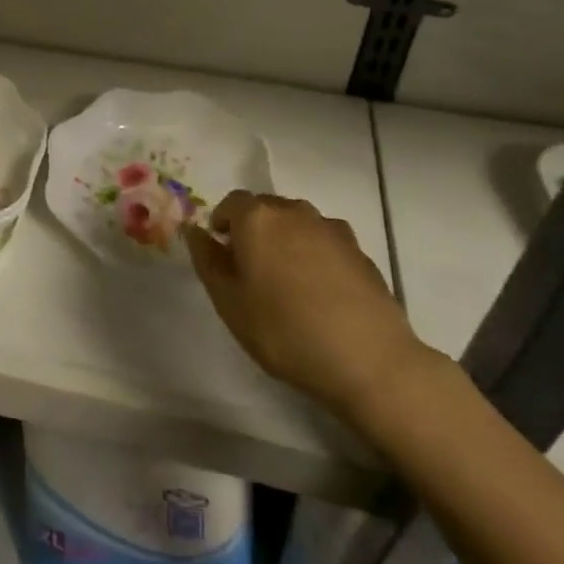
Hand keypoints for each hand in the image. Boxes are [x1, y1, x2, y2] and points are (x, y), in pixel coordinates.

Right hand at [185, 191, 433, 423]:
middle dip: (253, 230)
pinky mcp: (359, 249)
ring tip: (288, 283)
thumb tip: (195, 231)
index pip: (231, 203)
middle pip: (265, 209)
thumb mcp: (229, 303)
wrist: (369, 360)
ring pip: (296, 223)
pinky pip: (324, 241)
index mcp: (257, 218)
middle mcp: (293, 211)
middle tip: (252, 271)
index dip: (223, 224)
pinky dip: (315, 255)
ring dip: (285, 241)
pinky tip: (320, 292)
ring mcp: (330, 228)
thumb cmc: (285, 331)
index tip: (223, 254)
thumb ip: (207, 261)